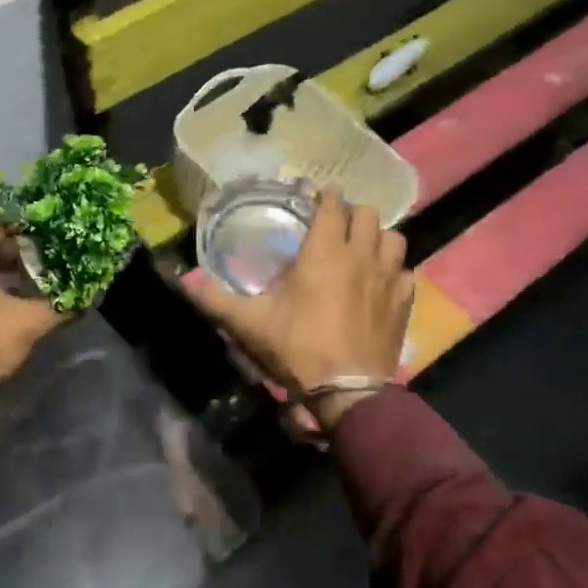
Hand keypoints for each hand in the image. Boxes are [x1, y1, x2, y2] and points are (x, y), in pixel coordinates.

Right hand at [189, 189, 411, 430]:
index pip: (333, 204)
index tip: (316, 197)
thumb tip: (182, 280)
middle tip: (335, 226)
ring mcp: (389, 278)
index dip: (325, 196)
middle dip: (351, 214)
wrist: (347, 391)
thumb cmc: (297, 347)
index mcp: (324, 251)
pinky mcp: (404, 302)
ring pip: (394, 237)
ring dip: (377, 237)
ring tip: (362, 248)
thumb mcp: (249, 323)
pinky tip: (380, 282)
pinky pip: (406, 271)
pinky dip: (394, 269)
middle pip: (368, 214)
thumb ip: (215, 299)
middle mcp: (361, 255)